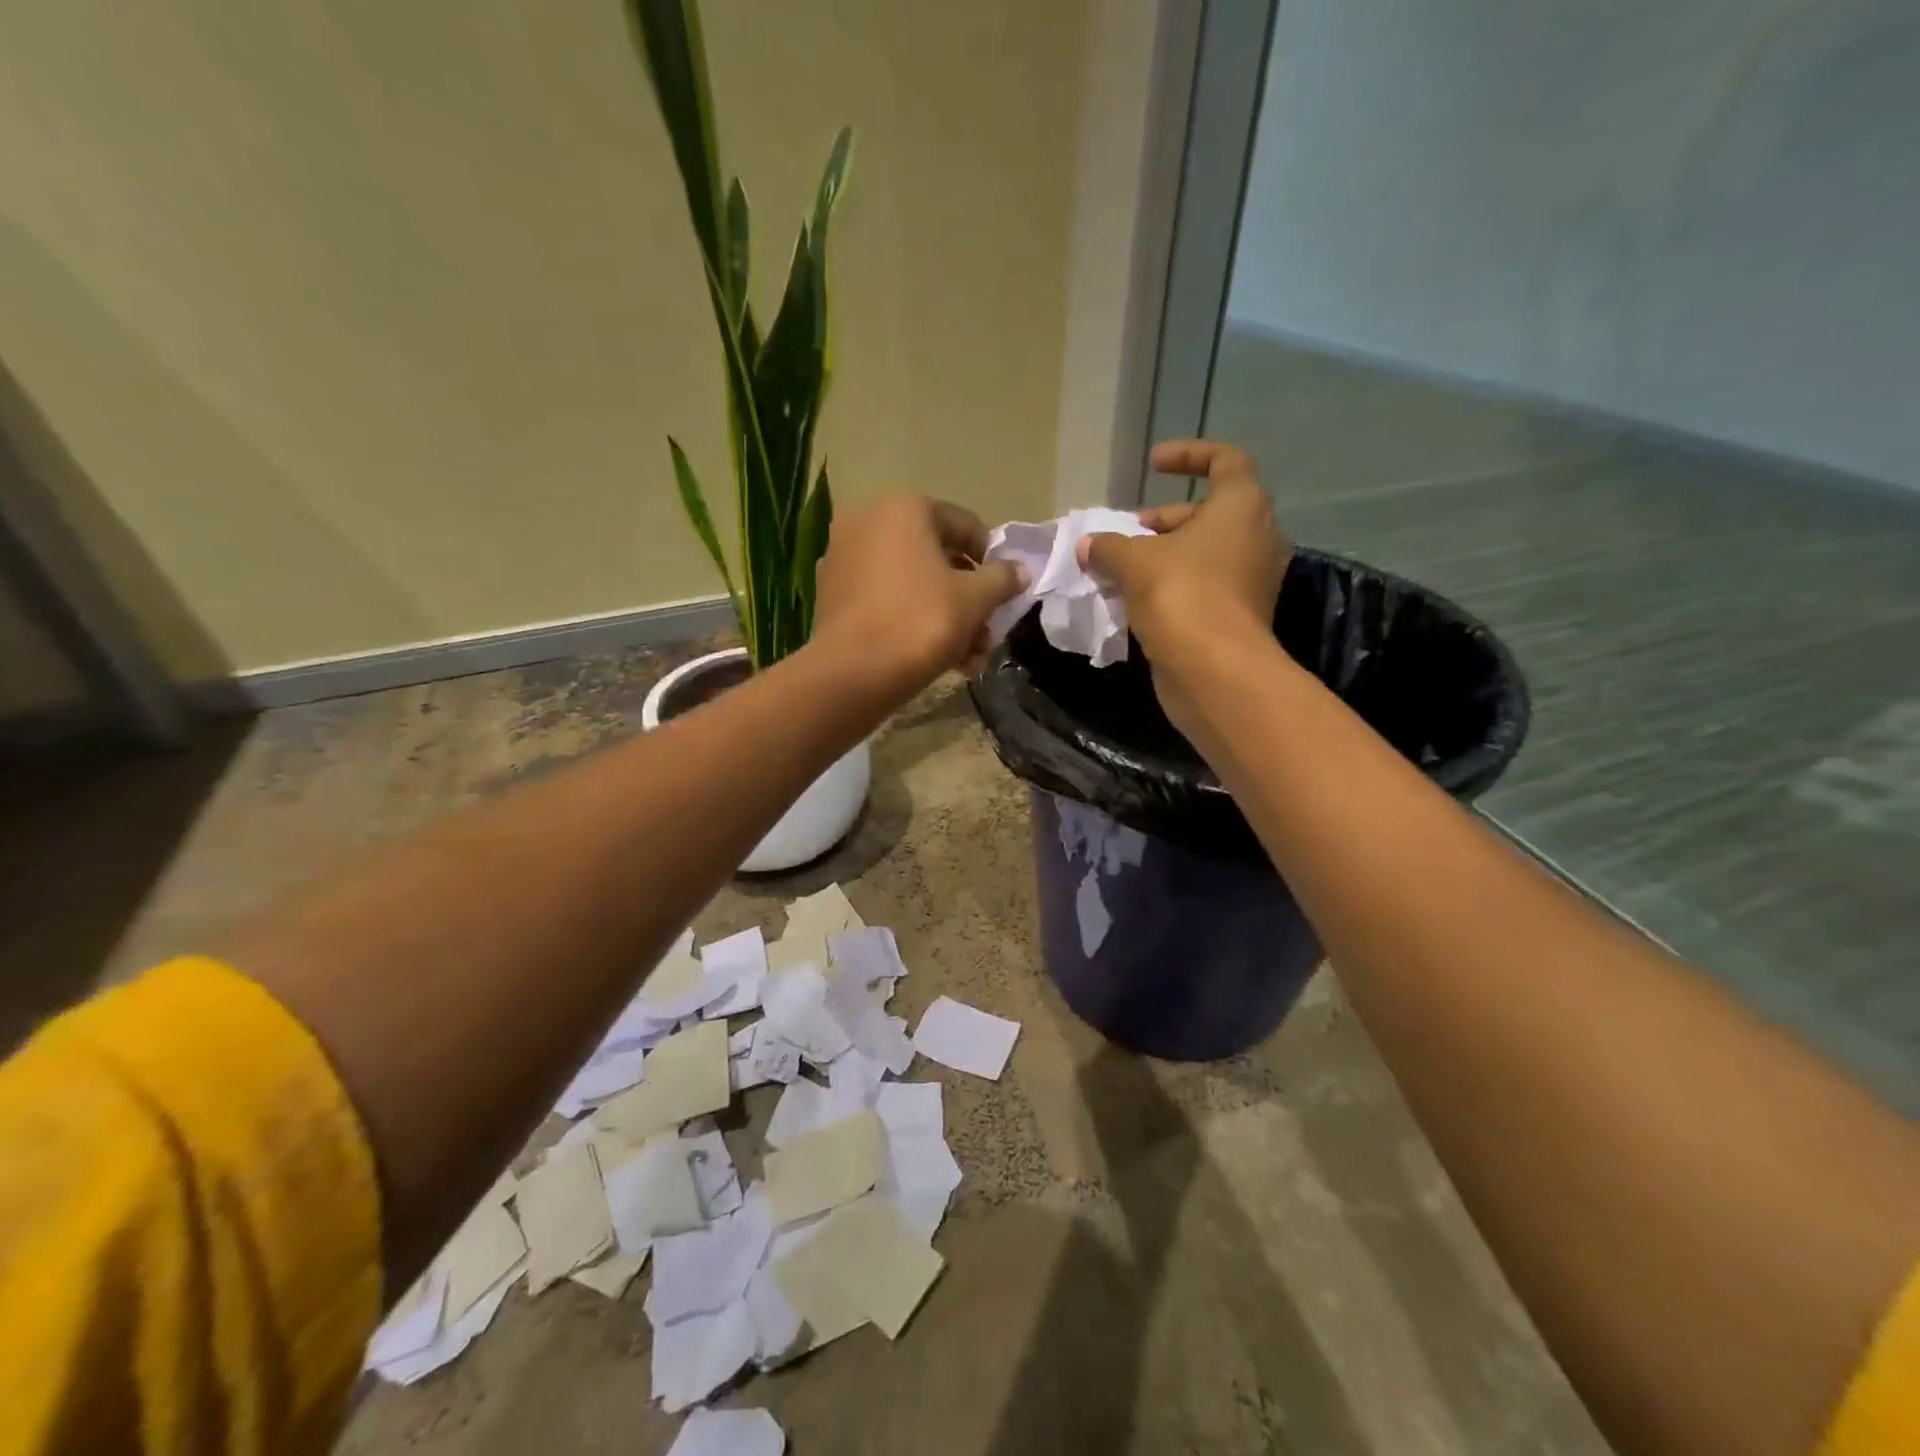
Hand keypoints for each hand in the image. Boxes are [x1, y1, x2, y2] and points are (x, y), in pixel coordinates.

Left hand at [811, 493, 1026, 696]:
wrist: (853, 673)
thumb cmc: (921, 622)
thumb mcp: (974, 599)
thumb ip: (1002, 579)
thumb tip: (1020, 571)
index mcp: (904, 508)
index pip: (965, 525)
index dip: (992, 560)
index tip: (1005, 593)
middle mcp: (868, 522)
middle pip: (937, 558)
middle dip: (969, 599)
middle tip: (987, 633)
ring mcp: (844, 558)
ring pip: (912, 584)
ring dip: (947, 617)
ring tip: (970, 659)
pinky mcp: (832, 594)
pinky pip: (886, 600)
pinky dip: (912, 621)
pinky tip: (939, 660)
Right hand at [1078, 441, 1291, 731]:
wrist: (1214, 670)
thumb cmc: (1181, 594)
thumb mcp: (1133, 561)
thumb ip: (1108, 545)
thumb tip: (1087, 544)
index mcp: (1242, 506)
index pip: (1225, 460)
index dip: (1189, 455)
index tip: (1153, 464)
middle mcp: (1256, 536)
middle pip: (1209, 512)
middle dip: (1163, 519)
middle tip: (1126, 532)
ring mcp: (1249, 579)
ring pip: (1203, 553)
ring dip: (1162, 555)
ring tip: (1120, 567)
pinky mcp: (1237, 615)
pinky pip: (1201, 586)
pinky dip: (1170, 585)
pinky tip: (1132, 599)